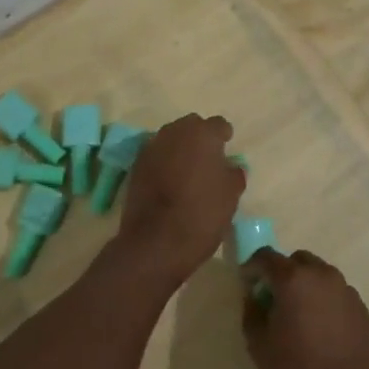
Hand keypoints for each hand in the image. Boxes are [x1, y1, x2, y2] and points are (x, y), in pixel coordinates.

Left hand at [110, 114, 244, 291]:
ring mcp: (151, 148)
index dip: (224, 137)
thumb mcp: (231, 195)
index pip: (218, 125)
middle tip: (208, 159)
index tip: (227, 149)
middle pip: (191, 126)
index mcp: (202, 134)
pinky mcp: (135, 166)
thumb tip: (231, 166)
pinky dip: (164, 163)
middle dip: (200, 138)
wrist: (155, 242)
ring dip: (180, 149)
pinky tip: (170, 182)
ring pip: (171, 139)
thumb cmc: (201, 214)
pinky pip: (156, 156)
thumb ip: (234, 173)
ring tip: (188, 172)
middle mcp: (174, 132)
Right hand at [241, 251, 368, 368]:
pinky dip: (325, 301)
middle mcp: (323, 276)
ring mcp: (347, 291)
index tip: (247, 284)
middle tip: (274, 300)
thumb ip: (251, 310)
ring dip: (306, 286)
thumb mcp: (258, 345)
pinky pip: (337, 294)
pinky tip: (321, 330)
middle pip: (297, 260)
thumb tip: (255, 295)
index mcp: (294, 279)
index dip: (253, 267)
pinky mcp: (363, 310)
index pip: (266, 256)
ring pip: (320, 275)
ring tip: (300, 317)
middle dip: (282, 273)